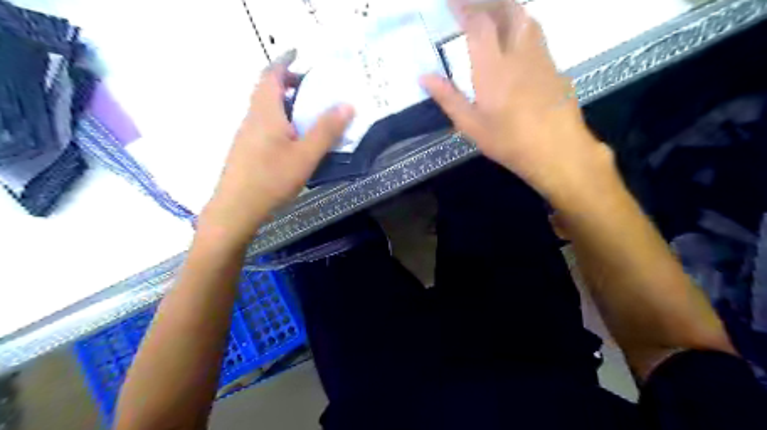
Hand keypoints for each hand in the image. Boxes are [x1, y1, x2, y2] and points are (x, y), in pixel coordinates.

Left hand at [199, 52, 351, 243]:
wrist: (236, 209)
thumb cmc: (272, 179)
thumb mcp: (306, 155)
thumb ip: (326, 130)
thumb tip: (347, 105)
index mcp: (265, 112)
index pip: (271, 75)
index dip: (284, 61)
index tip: (299, 55)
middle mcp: (253, 118)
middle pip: (267, 90)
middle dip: (288, 83)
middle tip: (313, 89)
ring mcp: (247, 134)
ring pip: (266, 109)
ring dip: (285, 103)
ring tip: (309, 114)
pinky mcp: (247, 150)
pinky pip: (265, 125)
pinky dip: (281, 120)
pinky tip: (295, 140)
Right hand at [419, 1, 611, 201]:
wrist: (557, 150)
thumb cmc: (509, 142)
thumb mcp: (471, 126)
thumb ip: (448, 98)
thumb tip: (424, 77)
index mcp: (493, 68)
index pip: (479, 23)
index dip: (464, 7)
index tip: (452, 3)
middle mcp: (519, 53)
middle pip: (508, 10)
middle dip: (488, 3)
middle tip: (472, 8)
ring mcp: (541, 57)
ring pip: (526, 19)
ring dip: (508, 11)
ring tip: (493, 17)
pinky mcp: (554, 66)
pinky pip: (537, 36)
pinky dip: (523, 28)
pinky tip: (516, 44)